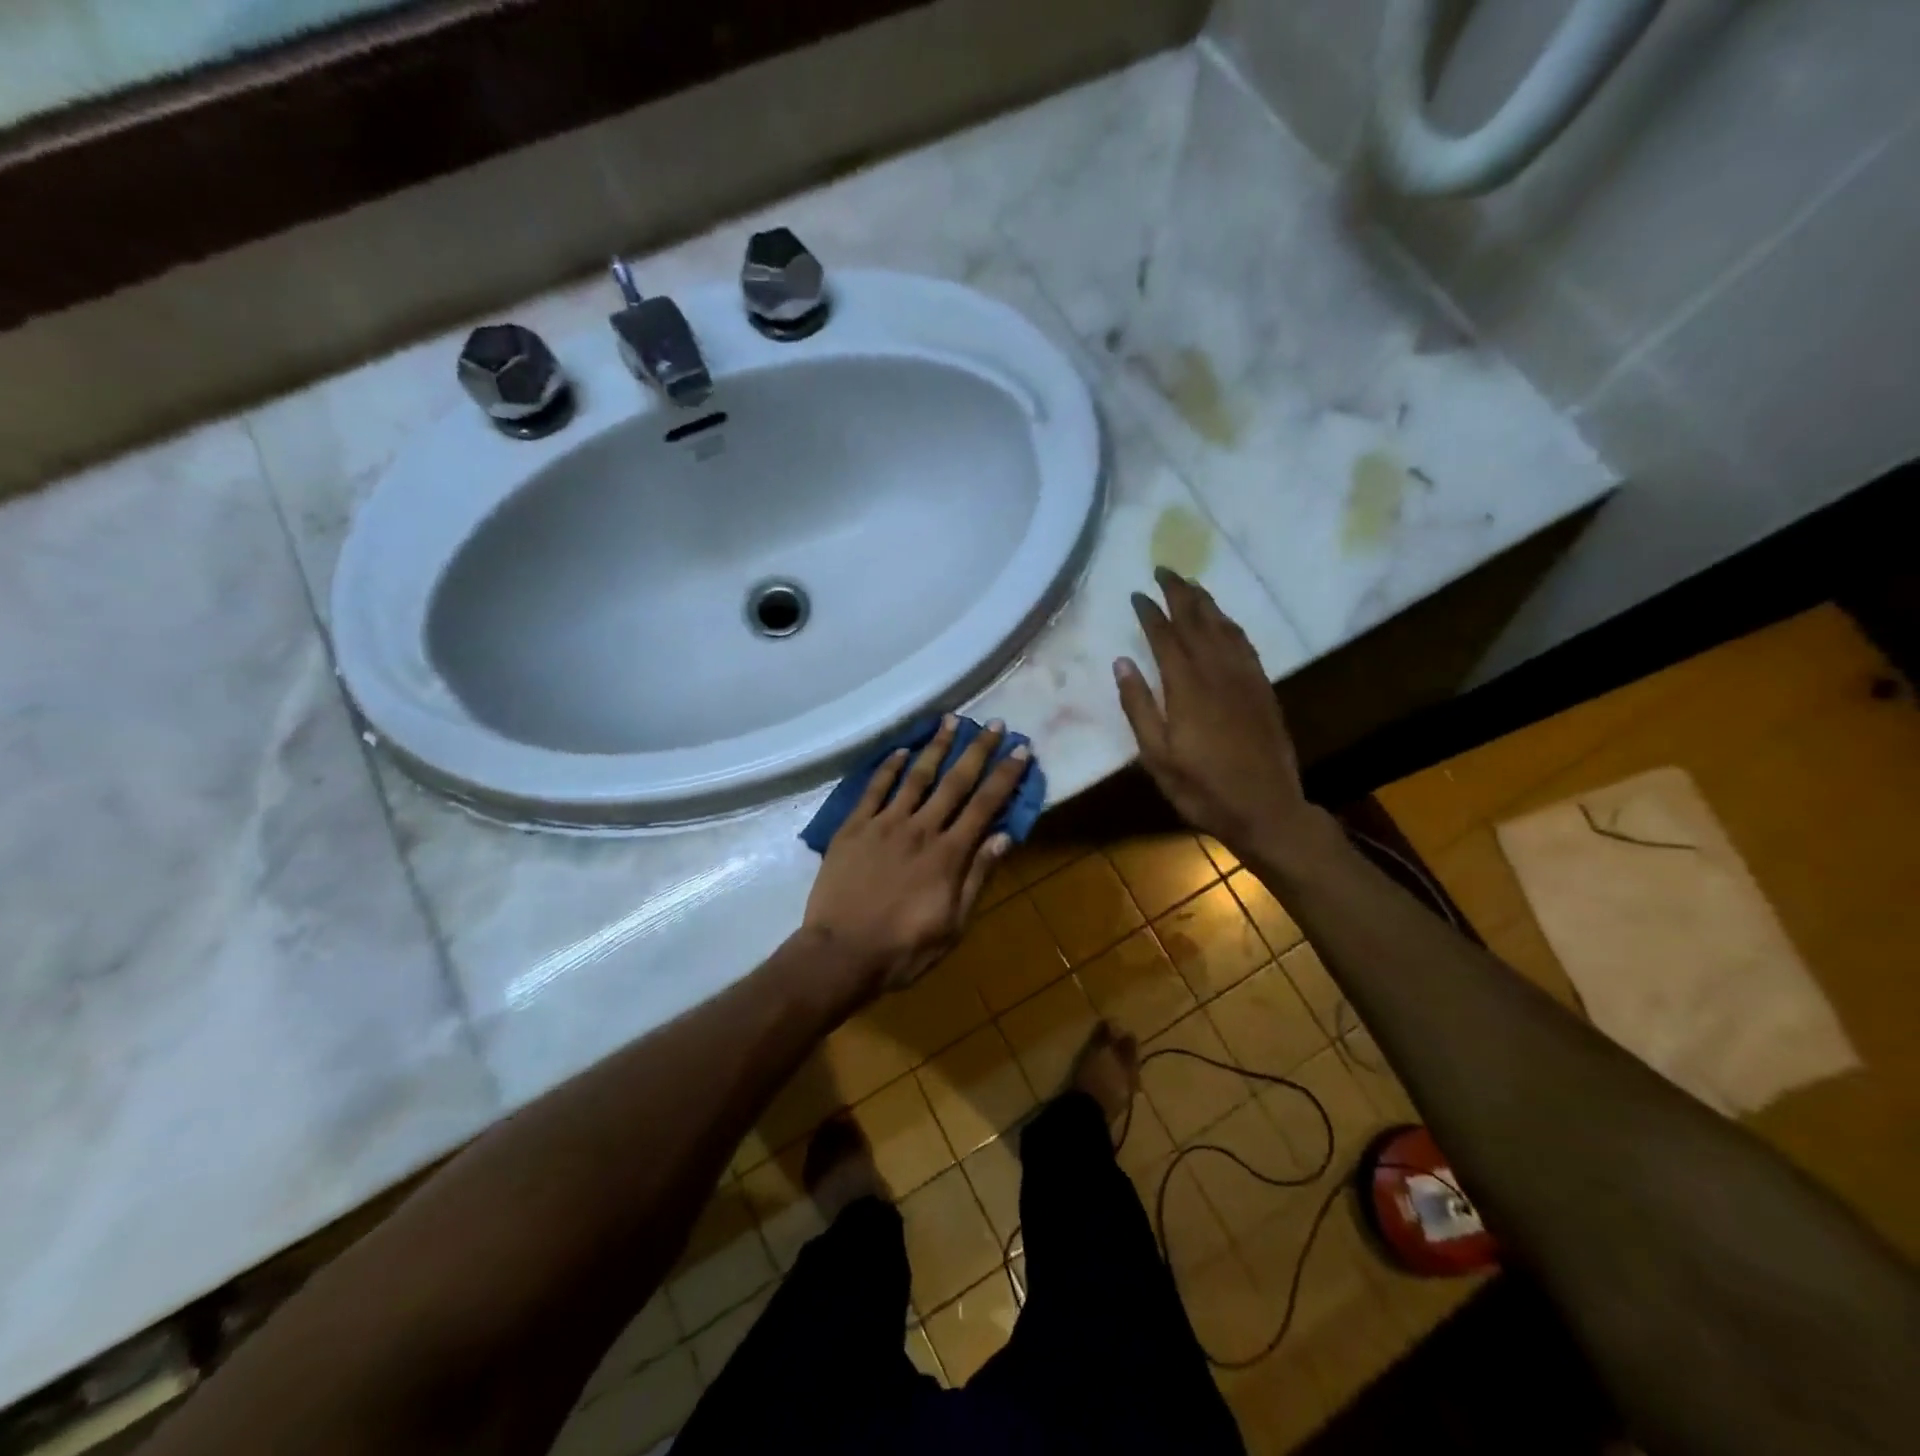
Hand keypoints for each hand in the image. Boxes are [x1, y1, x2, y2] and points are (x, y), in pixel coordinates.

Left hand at [802, 716, 1028, 997]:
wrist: (840, 954)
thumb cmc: (903, 949)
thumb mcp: (953, 925)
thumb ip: (977, 878)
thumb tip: (1003, 837)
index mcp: (948, 854)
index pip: (985, 806)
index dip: (1005, 776)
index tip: (1021, 750)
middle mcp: (920, 829)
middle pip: (955, 782)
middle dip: (977, 750)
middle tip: (994, 724)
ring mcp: (884, 824)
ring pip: (916, 777)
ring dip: (936, 747)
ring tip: (950, 720)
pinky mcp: (853, 827)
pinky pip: (874, 789)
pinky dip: (889, 768)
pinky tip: (901, 751)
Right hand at [1114, 567, 1313, 860]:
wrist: (1266, 809)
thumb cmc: (1202, 788)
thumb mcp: (1157, 757)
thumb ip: (1138, 707)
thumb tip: (1122, 663)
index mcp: (1186, 688)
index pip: (1165, 637)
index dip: (1150, 613)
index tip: (1137, 593)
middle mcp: (1217, 673)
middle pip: (1197, 622)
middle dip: (1179, 593)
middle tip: (1165, 570)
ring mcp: (1245, 679)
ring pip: (1224, 628)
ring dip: (1206, 602)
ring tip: (1191, 585)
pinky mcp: (1263, 689)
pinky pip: (1245, 644)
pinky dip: (1231, 625)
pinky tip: (1224, 621)